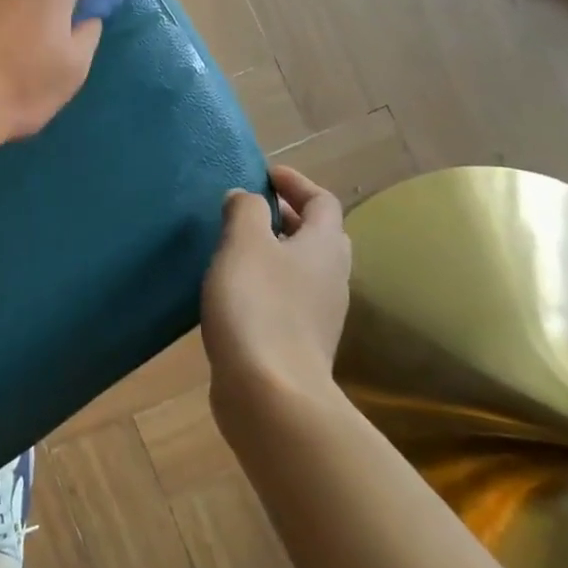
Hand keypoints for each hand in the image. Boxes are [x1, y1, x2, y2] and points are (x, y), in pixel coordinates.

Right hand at [202, 164, 352, 431]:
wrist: (271, 393)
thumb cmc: (258, 305)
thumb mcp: (244, 244)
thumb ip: (245, 211)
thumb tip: (245, 197)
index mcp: (324, 247)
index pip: (322, 201)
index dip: (296, 183)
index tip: (264, 174)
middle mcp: (331, 277)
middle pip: (319, 236)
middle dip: (288, 217)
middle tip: (251, 209)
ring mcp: (320, 314)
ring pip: (303, 269)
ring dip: (276, 251)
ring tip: (237, 247)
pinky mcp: (300, 343)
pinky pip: (288, 298)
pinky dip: (267, 282)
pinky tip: (236, 291)